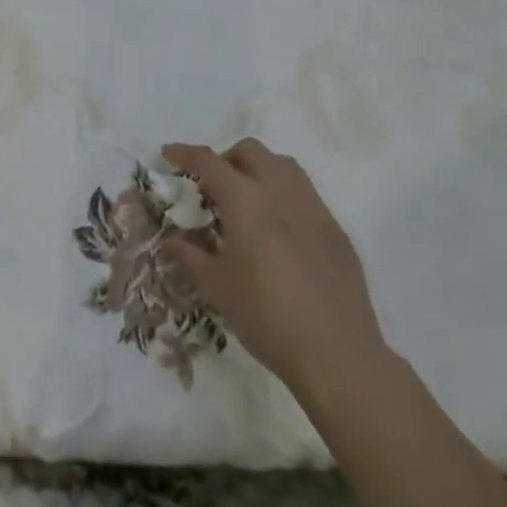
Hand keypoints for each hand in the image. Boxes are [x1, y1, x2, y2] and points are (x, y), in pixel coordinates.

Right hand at [161, 138, 385, 389]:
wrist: (337, 355)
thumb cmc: (267, 317)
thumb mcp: (218, 288)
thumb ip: (190, 257)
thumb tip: (170, 242)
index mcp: (247, 201)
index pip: (210, 162)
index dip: (186, 154)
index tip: (169, 153)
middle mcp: (281, 193)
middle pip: (251, 151)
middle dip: (227, 158)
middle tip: (213, 187)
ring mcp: (314, 209)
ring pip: (284, 166)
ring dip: (260, 170)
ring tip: (247, 202)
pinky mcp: (337, 231)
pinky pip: (306, 195)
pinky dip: (284, 196)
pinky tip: (279, 232)